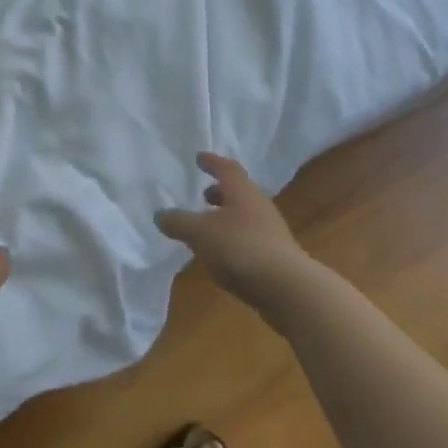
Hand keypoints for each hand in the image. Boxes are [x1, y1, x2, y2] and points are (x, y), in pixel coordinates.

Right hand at [156, 152, 314, 310]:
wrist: (288, 288)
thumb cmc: (240, 248)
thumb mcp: (199, 233)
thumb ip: (178, 222)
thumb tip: (160, 215)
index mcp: (242, 192)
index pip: (227, 168)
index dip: (212, 162)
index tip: (200, 158)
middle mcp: (259, 207)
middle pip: (238, 193)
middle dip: (219, 192)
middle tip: (203, 195)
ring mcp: (270, 233)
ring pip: (244, 217)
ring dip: (225, 218)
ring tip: (206, 229)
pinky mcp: (275, 257)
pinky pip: (248, 240)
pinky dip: (232, 240)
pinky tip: (220, 256)